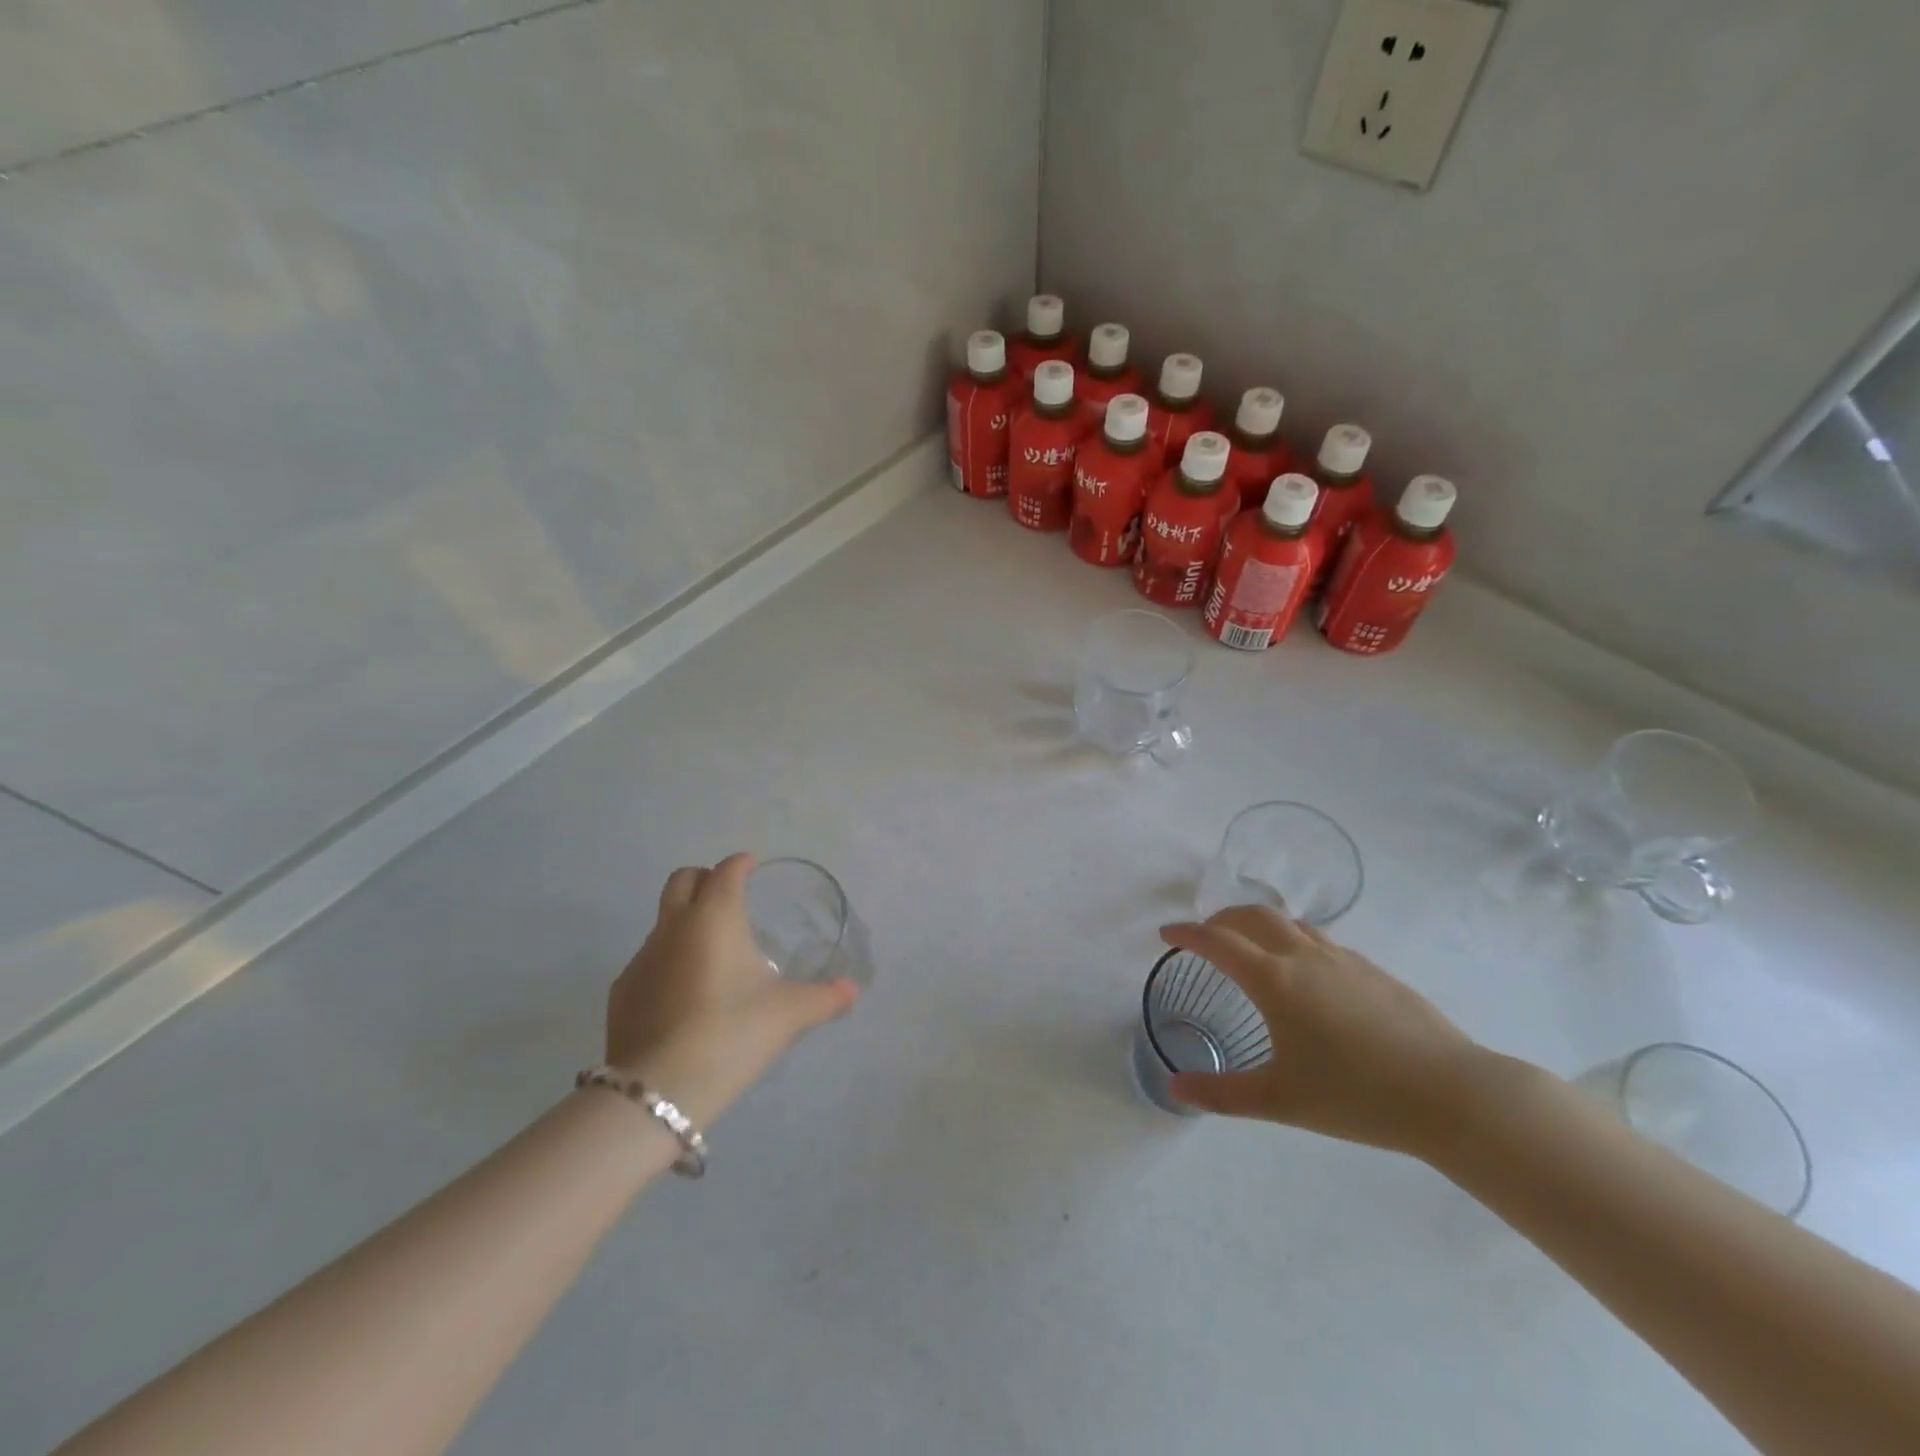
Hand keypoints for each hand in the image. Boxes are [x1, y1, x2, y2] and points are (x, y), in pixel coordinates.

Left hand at [605, 853, 857, 1127]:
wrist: (660, 1089)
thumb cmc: (733, 1032)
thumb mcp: (789, 1014)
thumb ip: (825, 997)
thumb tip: (852, 990)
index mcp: (715, 917)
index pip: (726, 871)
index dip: (740, 864)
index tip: (752, 865)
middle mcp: (674, 926)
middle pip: (681, 880)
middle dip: (704, 878)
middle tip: (727, 894)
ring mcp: (641, 958)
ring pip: (663, 922)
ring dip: (684, 922)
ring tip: (711, 953)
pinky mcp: (622, 992)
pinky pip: (648, 961)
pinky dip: (667, 962)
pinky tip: (684, 994)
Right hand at [1159, 907, 1485, 1156]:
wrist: (1451, 1093)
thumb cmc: (1356, 1095)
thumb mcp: (1279, 1100)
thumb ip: (1220, 1094)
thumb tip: (1173, 1090)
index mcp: (1274, 979)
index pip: (1217, 941)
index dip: (1186, 934)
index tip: (1165, 934)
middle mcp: (1304, 956)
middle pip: (1253, 915)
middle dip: (1221, 917)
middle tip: (1205, 934)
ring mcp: (1343, 959)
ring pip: (1291, 923)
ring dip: (1260, 923)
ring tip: (1251, 945)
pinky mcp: (1374, 970)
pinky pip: (1321, 940)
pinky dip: (1295, 940)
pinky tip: (1306, 973)